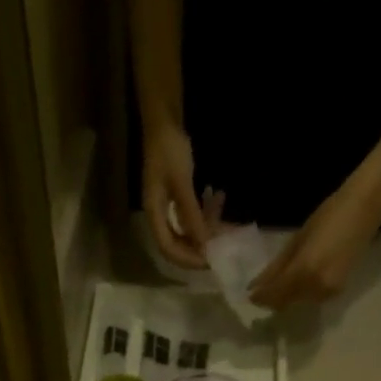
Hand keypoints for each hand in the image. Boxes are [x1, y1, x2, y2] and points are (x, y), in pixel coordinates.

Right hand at [142, 124, 211, 268]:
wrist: (164, 120)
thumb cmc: (169, 149)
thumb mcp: (181, 182)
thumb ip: (191, 215)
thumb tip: (203, 244)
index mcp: (154, 214)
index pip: (168, 249)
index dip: (187, 259)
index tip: (209, 260)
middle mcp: (159, 216)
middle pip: (178, 245)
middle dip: (200, 249)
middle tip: (221, 249)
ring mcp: (168, 207)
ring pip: (188, 231)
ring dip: (206, 231)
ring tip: (226, 226)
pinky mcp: (177, 199)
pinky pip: (193, 216)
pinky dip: (206, 215)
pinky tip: (219, 201)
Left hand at [248, 175, 380, 310]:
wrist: (365, 208)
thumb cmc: (329, 215)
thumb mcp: (298, 240)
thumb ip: (277, 266)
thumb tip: (256, 285)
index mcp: (303, 272)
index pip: (274, 296)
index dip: (260, 298)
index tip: (249, 295)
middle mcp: (315, 289)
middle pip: (285, 303)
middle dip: (273, 298)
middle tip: (262, 288)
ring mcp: (328, 293)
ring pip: (298, 302)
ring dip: (287, 295)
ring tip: (281, 279)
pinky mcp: (338, 291)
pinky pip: (312, 297)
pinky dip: (302, 291)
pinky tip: (301, 277)